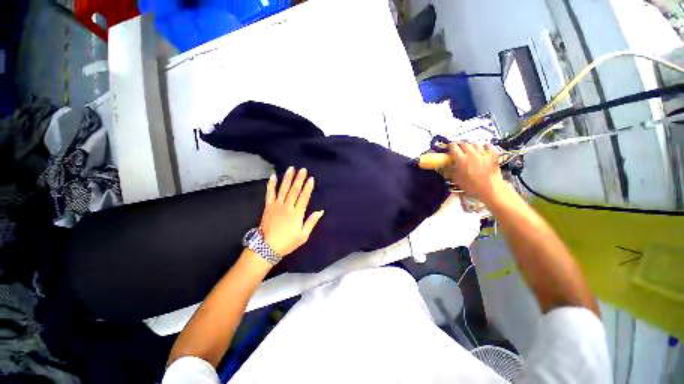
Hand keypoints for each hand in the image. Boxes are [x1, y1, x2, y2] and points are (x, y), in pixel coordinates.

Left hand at [260, 167, 323, 255]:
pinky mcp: (268, 207)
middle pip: (294, 190)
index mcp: (297, 214)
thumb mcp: (303, 236)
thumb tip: (320, 212)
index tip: (311, 179)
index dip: (308, 187)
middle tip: (302, 169)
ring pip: (283, 189)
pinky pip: (270, 193)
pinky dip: (271, 184)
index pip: (304, 197)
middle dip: (299, 179)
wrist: (266, 248)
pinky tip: (273, 176)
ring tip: (291, 169)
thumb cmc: (287, 242)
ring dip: (287, 178)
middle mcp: (287, 207)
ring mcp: (276, 206)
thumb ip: (311, 222)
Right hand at [444, 142, 505, 203]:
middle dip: (460, 145)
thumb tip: (444, 169)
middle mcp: (471, 153)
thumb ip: (449, 172)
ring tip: (469, 149)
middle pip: (464, 144)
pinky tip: (482, 149)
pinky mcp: (492, 155)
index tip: (449, 148)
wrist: (490, 188)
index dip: (450, 146)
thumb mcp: (456, 179)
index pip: (453, 147)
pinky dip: (484, 146)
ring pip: (475, 143)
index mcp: (461, 159)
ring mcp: (483, 153)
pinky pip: (487, 145)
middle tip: (458, 148)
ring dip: (471, 145)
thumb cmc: (472, 186)